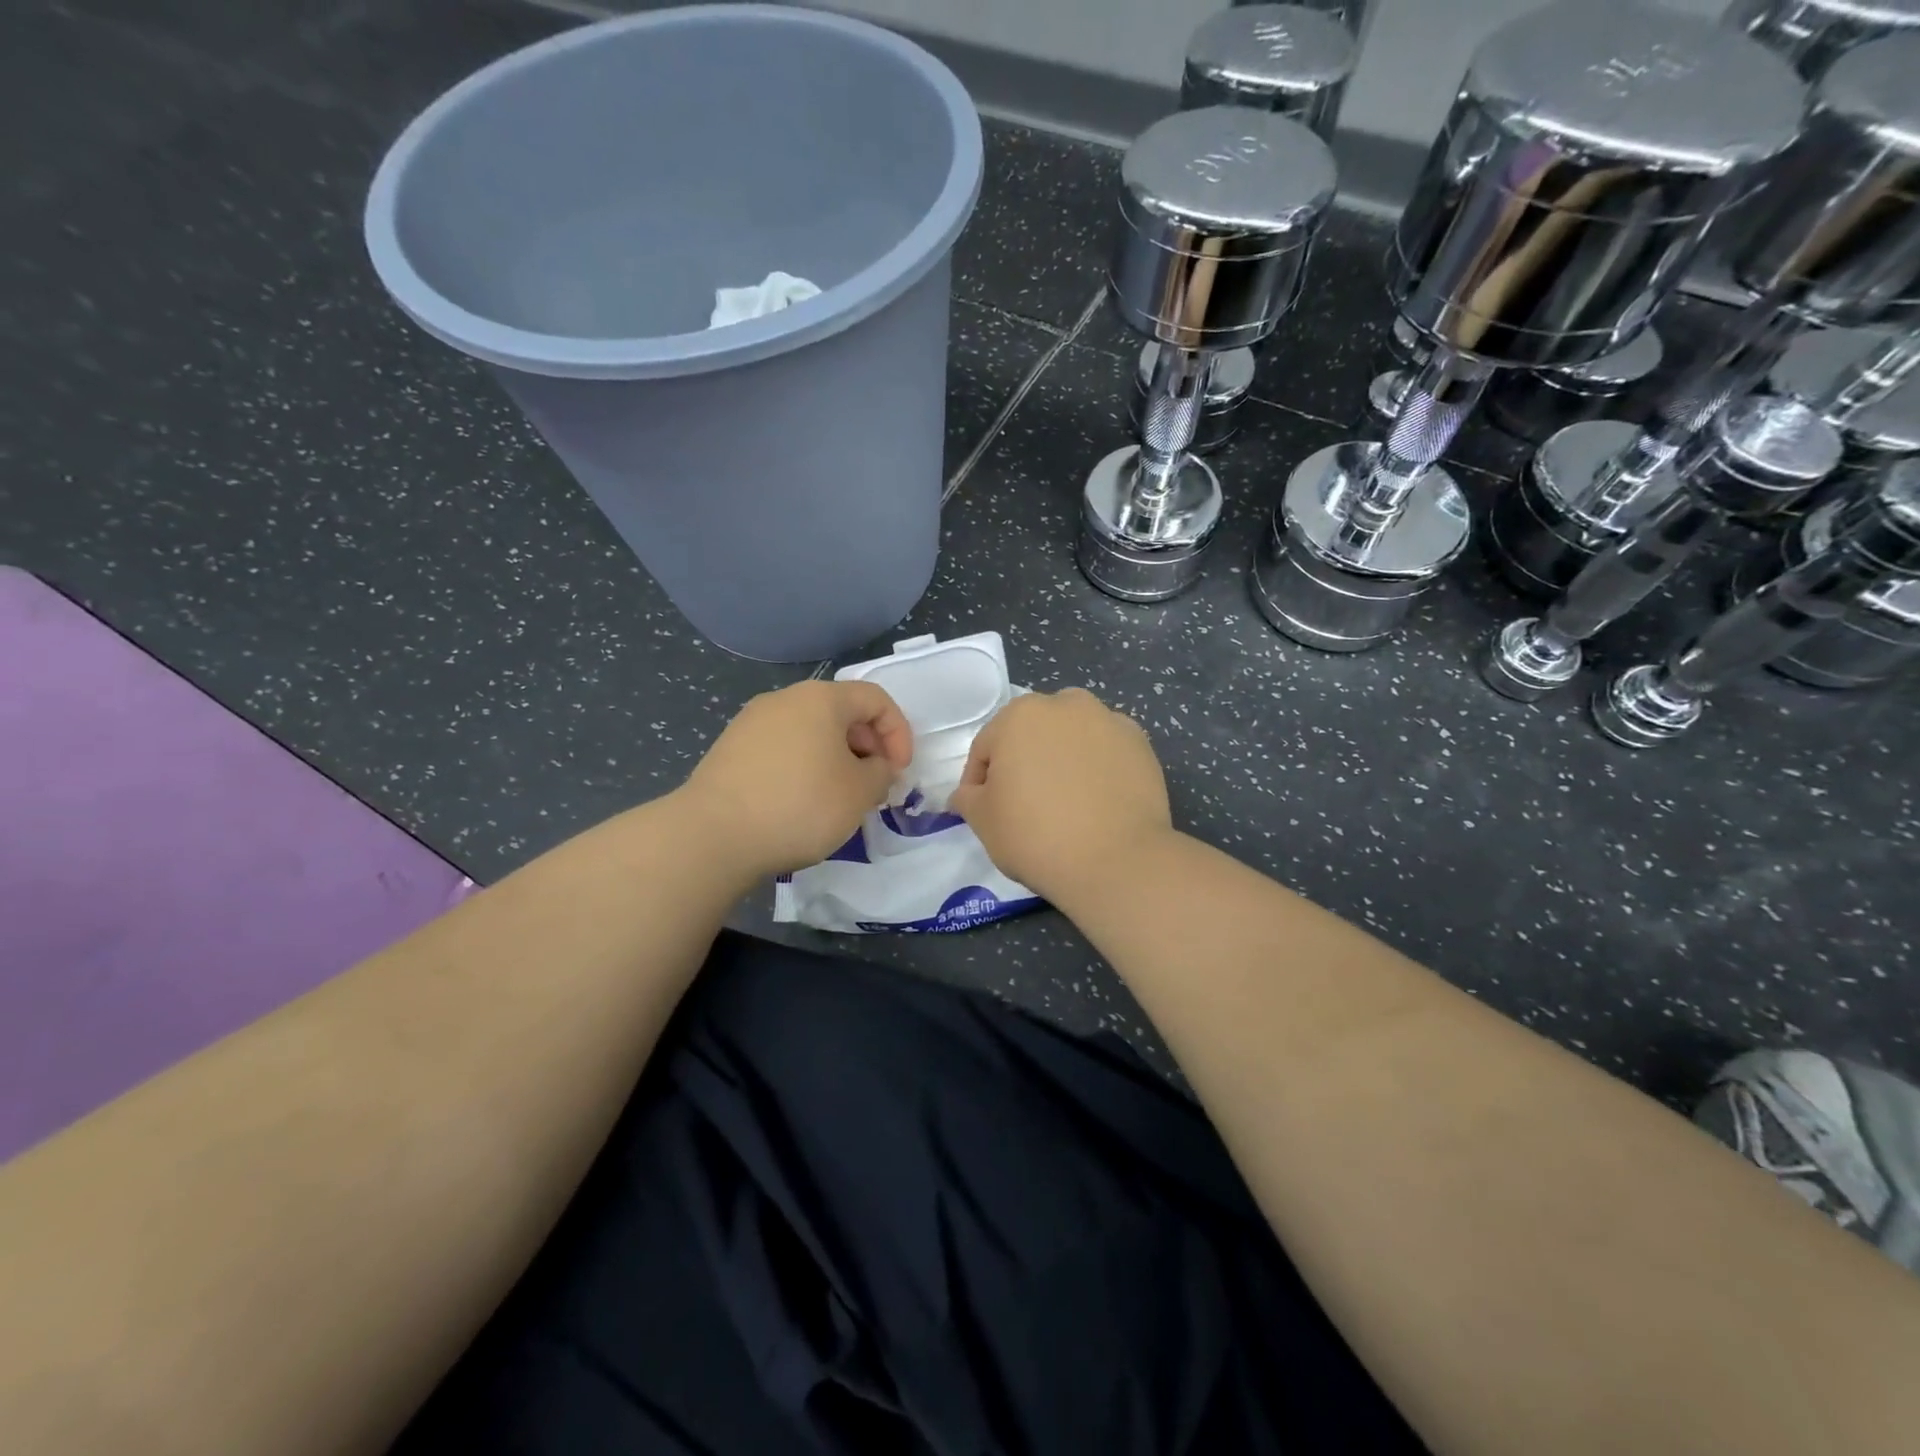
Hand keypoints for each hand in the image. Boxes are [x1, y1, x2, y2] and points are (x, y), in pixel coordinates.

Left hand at [682, 680, 911, 877]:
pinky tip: (802, 802)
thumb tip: (875, 767)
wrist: (713, 835)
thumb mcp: (860, 793)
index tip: (899, 771)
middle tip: (874, 786)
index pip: (875, 699)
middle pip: (841, 712)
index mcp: (821, 699)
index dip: (899, 732)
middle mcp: (785, 699)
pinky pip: (783, 748)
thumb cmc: (800, 805)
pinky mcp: (731, 749)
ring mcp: (752, 722)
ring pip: (811, 731)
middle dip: (868, 746)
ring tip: (841, 797)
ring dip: (836, 758)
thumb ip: (882, 773)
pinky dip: (805, 767)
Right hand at [949, 688, 1172, 904]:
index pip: (986, 747)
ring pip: (1072, 738)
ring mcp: (1109, 721)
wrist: (1116, 860)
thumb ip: (967, 798)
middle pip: (1032, 734)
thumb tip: (967, 793)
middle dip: (1025, 762)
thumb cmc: (1036, 836)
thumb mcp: (983, 821)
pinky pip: (1106, 752)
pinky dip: (1098, 768)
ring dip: (1063, 759)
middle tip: (1026, 805)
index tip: (985, 811)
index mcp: (1019, 715)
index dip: (980, 782)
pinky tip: (1098, 801)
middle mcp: (1066, 704)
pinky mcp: (1141, 744)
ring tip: (1066, 802)